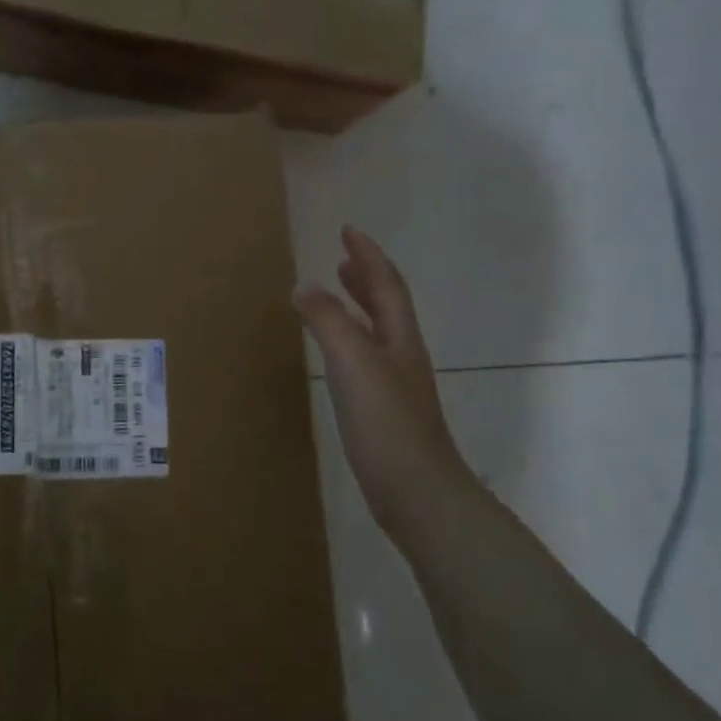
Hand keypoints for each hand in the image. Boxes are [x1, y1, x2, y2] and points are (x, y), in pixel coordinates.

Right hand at [296, 227, 477, 529]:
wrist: (415, 490)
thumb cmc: (386, 422)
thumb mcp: (353, 363)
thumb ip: (329, 322)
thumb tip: (305, 286)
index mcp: (400, 338)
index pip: (386, 284)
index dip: (368, 255)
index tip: (348, 230)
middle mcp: (402, 354)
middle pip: (387, 305)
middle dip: (366, 277)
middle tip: (343, 258)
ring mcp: (395, 384)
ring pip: (377, 331)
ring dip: (358, 306)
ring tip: (336, 293)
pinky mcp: (383, 410)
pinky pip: (364, 358)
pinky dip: (348, 340)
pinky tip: (334, 355)